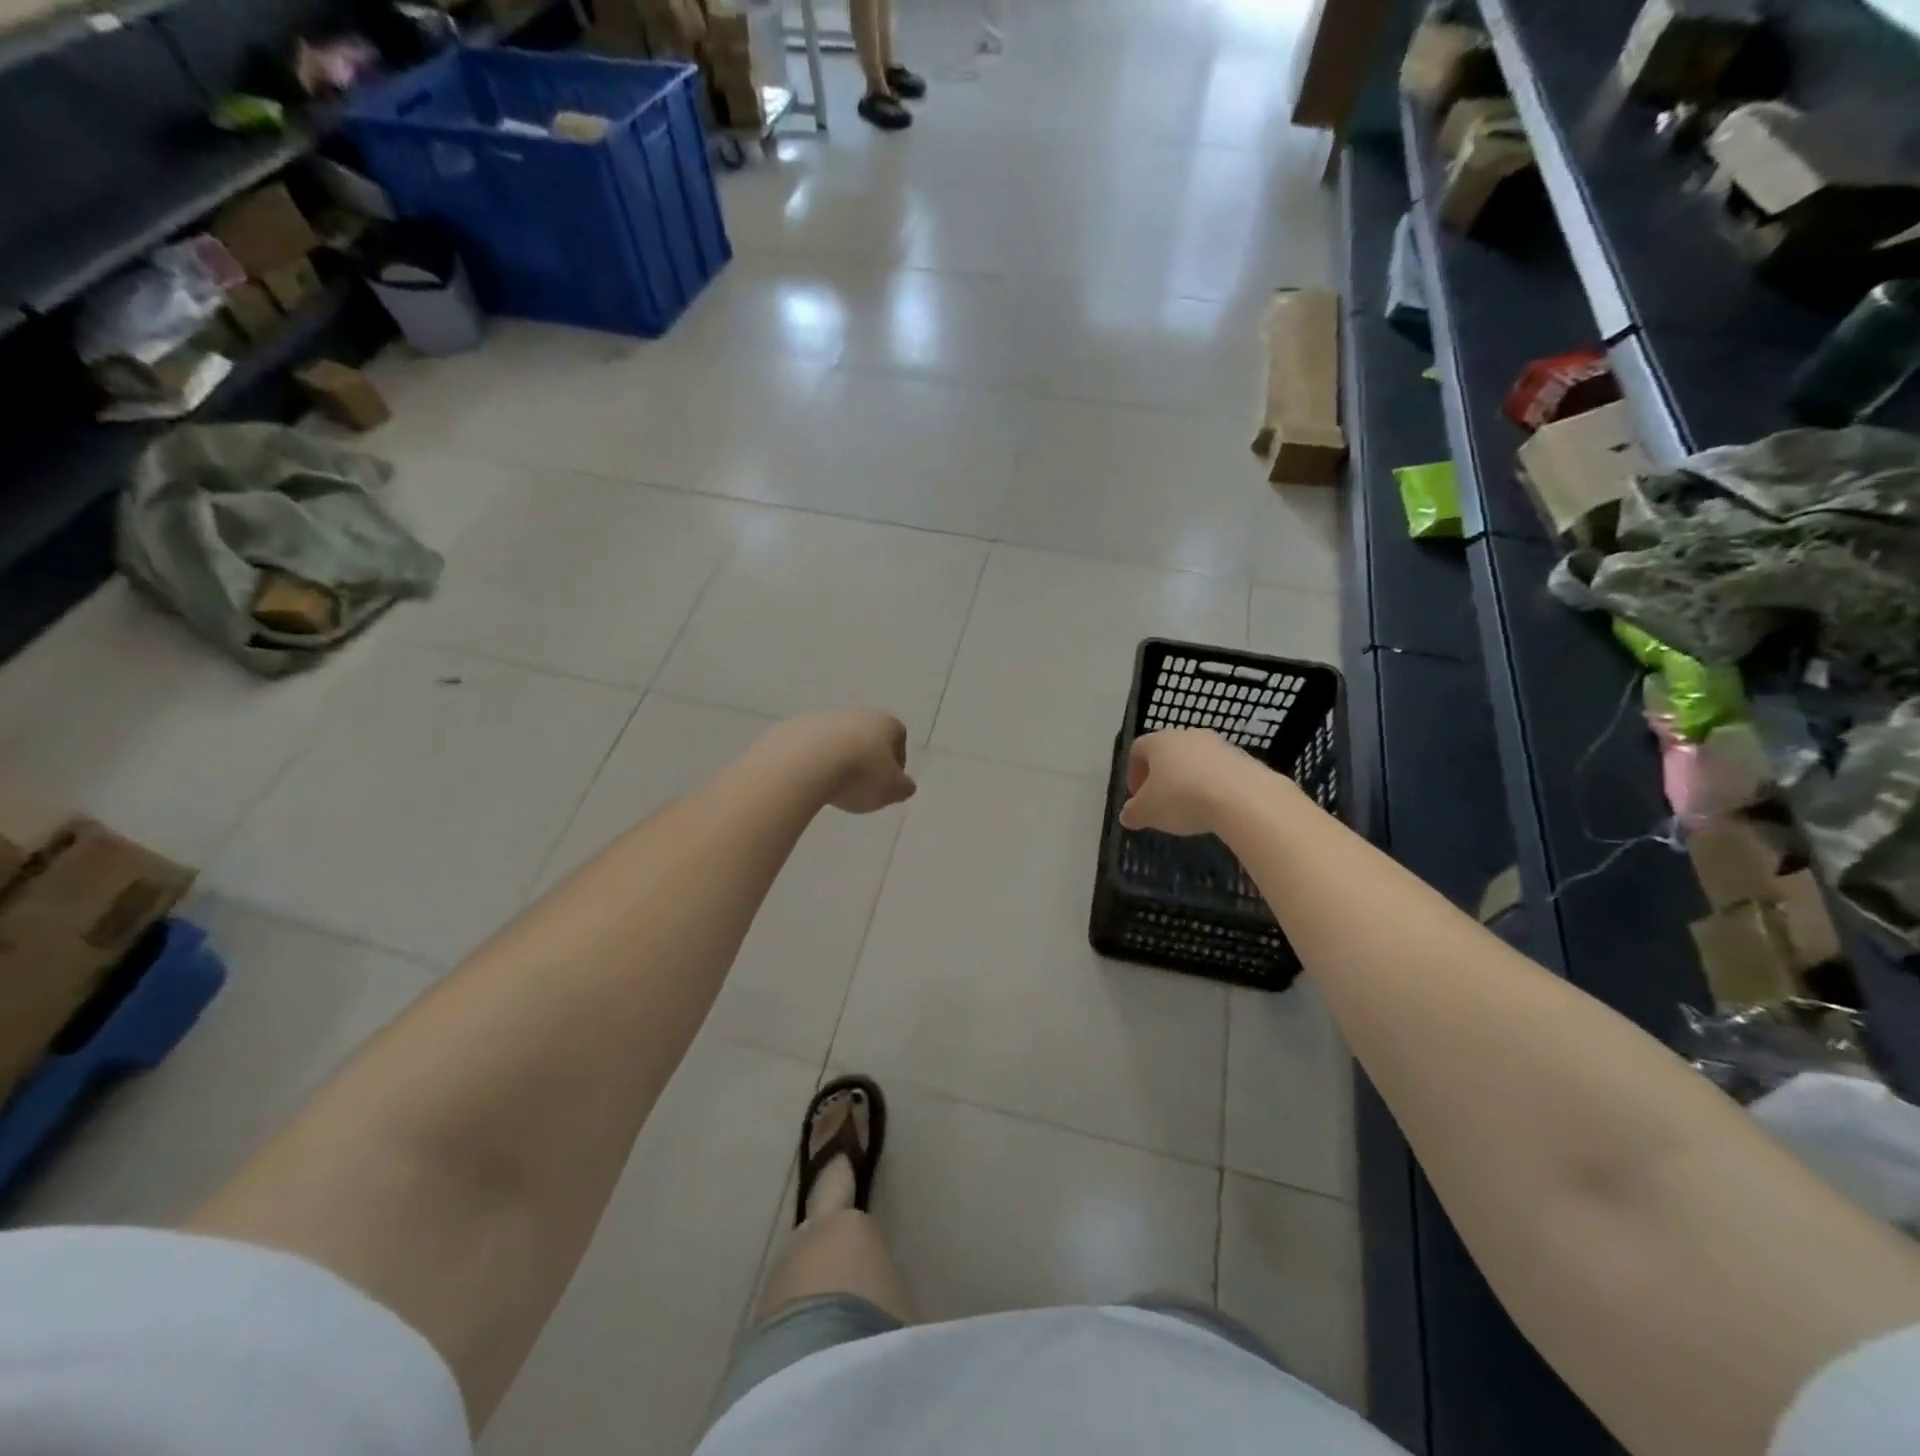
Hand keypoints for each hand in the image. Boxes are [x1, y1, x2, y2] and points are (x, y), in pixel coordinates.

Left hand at [771, 709, 916, 814]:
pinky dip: (812, 762)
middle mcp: (855, 713)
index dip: (896, 761)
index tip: (887, 783)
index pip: (898, 736)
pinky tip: (808, 781)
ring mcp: (822, 718)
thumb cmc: (859, 775)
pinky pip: (809, 747)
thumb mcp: (891, 790)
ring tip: (832, 786)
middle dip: (865, 759)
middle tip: (860, 786)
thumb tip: (904, 785)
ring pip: (836, 740)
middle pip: (866, 736)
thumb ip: (903, 788)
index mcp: (884, 723)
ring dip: (837, 760)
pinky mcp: (793, 728)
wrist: (803, 763)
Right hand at [1119, 729, 1257, 836]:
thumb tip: (1127, 815)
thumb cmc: (1182, 798)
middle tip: (1161, 803)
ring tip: (1190, 808)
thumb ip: (1133, 813)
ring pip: (1195, 761)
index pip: (1137, 750)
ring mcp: (1219, 744)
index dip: (1133, 773)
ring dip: (1188, 780)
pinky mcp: (1244, 758)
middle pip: (1168, 753)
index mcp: (1159, 741)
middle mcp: (1188, 735)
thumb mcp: (1147, 812)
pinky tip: (1215, 807)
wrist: (1243, 798)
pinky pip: (1220, 771)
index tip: (1137, 797)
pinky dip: (1213, 786)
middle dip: (1161, 777)